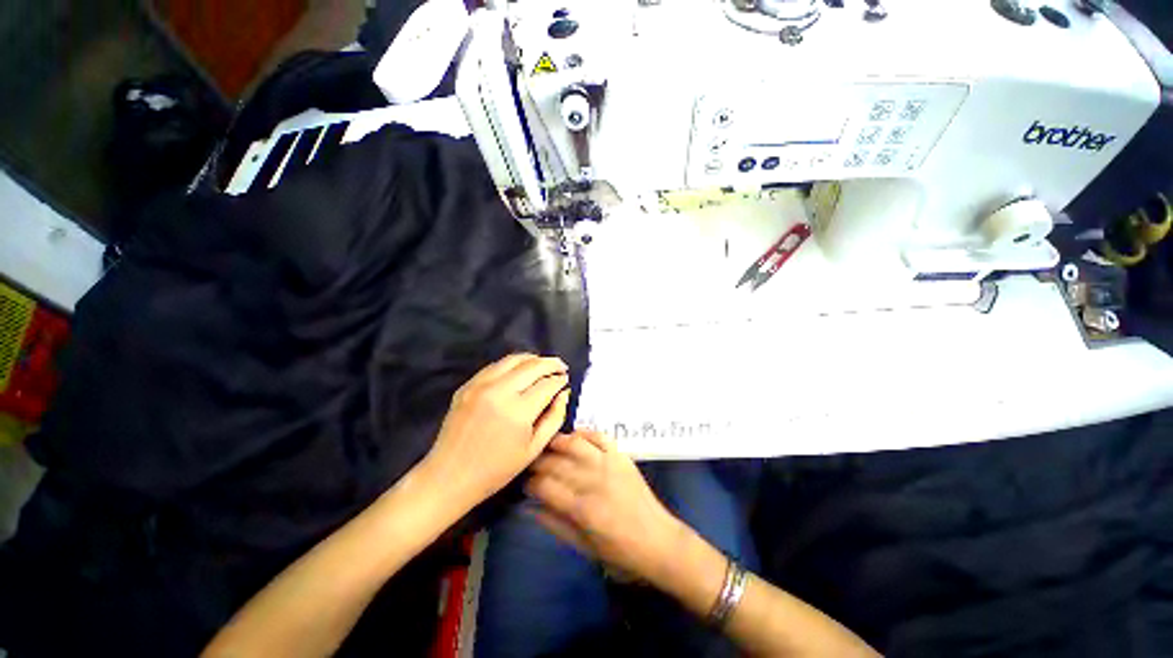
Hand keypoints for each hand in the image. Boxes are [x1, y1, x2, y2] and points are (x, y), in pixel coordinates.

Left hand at [422, 354, 570, 511]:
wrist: (449, 476)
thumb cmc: (496, 470)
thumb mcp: (533, 449)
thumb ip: (554, 418)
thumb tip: (564, 393)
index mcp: (518, 411)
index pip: (547, 384)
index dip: (560, 380)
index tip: (566, 381)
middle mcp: (499, 390)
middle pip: (532, 365)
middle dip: (551, 363)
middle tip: (561, 367)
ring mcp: (480, 385)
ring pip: (513, 359)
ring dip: (532, 359)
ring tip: (543, 365)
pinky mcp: (467, 385)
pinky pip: (495, 366)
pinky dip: (512, 364)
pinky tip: (519, 371)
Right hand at [526, 431, 683, 582]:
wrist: (659, 541)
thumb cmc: (620, 553)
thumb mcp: (584, 548)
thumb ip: (555, 526)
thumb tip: (530, 507)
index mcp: (583, 510)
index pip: (545, 487)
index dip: (529, 483)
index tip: (524, 484)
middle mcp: (594, 481)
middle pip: (556, 463)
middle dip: (537, 462)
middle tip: (529, 464)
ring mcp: (609, 465)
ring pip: (575, 444)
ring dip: (556, 442)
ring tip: (546, 446)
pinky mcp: (621, 456)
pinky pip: (599, 436)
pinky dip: (584, 432)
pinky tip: (573, 436)